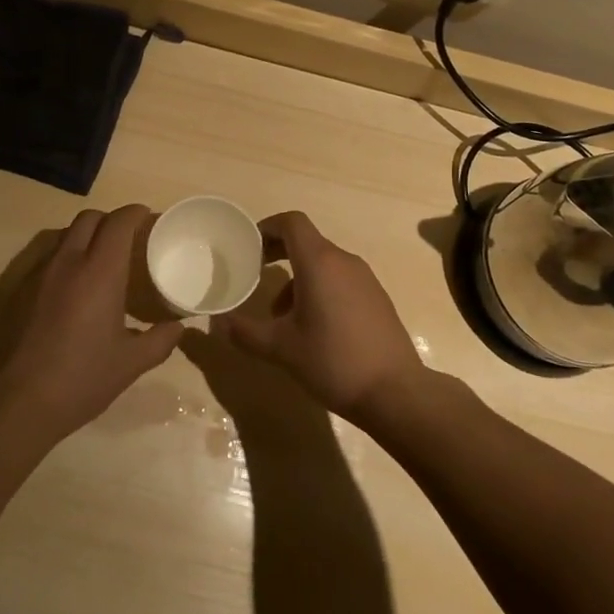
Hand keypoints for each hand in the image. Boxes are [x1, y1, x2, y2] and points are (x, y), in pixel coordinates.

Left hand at [0, 205, 184, 446]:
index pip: (118, 222)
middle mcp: (67, 261)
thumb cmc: (79, 379)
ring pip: (65, 234)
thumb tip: (179, 327)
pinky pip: (47, 256)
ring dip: (86, 236)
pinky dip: (65, 256)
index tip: (148, 218)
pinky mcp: (17, 289)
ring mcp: (38, 273)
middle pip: (89, 218)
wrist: (14, 403)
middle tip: (127, 239)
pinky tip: (72, 287)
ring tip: (100, 260)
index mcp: (99, 272)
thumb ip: (159, 340)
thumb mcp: (129, 364)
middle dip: (111, 219)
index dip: (135, 213)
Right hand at [212, 212, 424, 423]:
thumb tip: (218, 323)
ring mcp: (364, 278)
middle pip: (306, 241)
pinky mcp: (376, 297)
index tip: (249, 246)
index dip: (268, 227)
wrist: (395, 391)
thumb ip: (245, 332)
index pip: (292, 222)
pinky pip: (340, 279)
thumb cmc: (333, 361)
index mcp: (319, 262)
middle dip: (279, 253)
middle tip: (256, 274)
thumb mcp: (281, 349)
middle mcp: (343, 261)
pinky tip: (313, 327)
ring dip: (298, 277)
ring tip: (281, 315)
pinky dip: (320, 288)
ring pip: (323, 263)